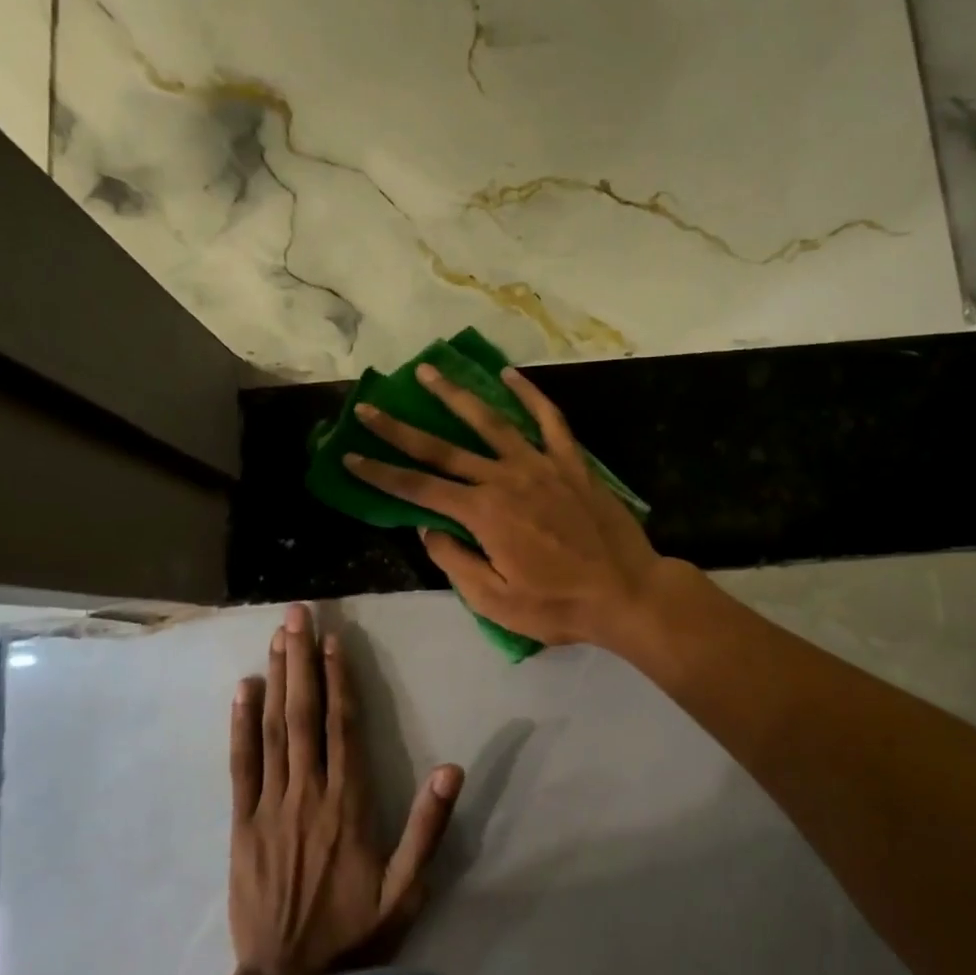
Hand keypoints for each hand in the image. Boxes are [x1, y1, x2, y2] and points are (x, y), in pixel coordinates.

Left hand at [227, 604, 463, 974]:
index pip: (344, 726)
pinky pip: (241, 765)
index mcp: (349, 803)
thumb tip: (452, 768)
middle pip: (304, 714)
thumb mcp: (407, 889)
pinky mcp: (241, 825)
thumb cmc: (355, 933)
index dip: (338, 679)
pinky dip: (241, 725)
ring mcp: (270, 806)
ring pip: (274, 729)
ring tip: (276, 637)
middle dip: (301, 660)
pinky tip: (244, 690)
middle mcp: (308, 793)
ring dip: (276, 679)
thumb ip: (428, 828)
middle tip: (297, 614)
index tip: (334, 640)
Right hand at [346, 363, 671, 648]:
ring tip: (427, 370)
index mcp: (483, 514)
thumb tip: (428, 529)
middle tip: (369, 406)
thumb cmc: (559, 604)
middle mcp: (505, 478)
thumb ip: (456, 562)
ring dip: (455, 395)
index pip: (418, 488)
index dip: (380, 473)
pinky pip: (549, 419)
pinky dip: (530, 394)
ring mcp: (541, 464)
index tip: (349, 455)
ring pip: (490, 421)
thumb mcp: (496, 601)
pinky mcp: (572, 462)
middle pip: (443, 448)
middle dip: (400, 428)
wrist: (626, 591)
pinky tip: (509, 375)